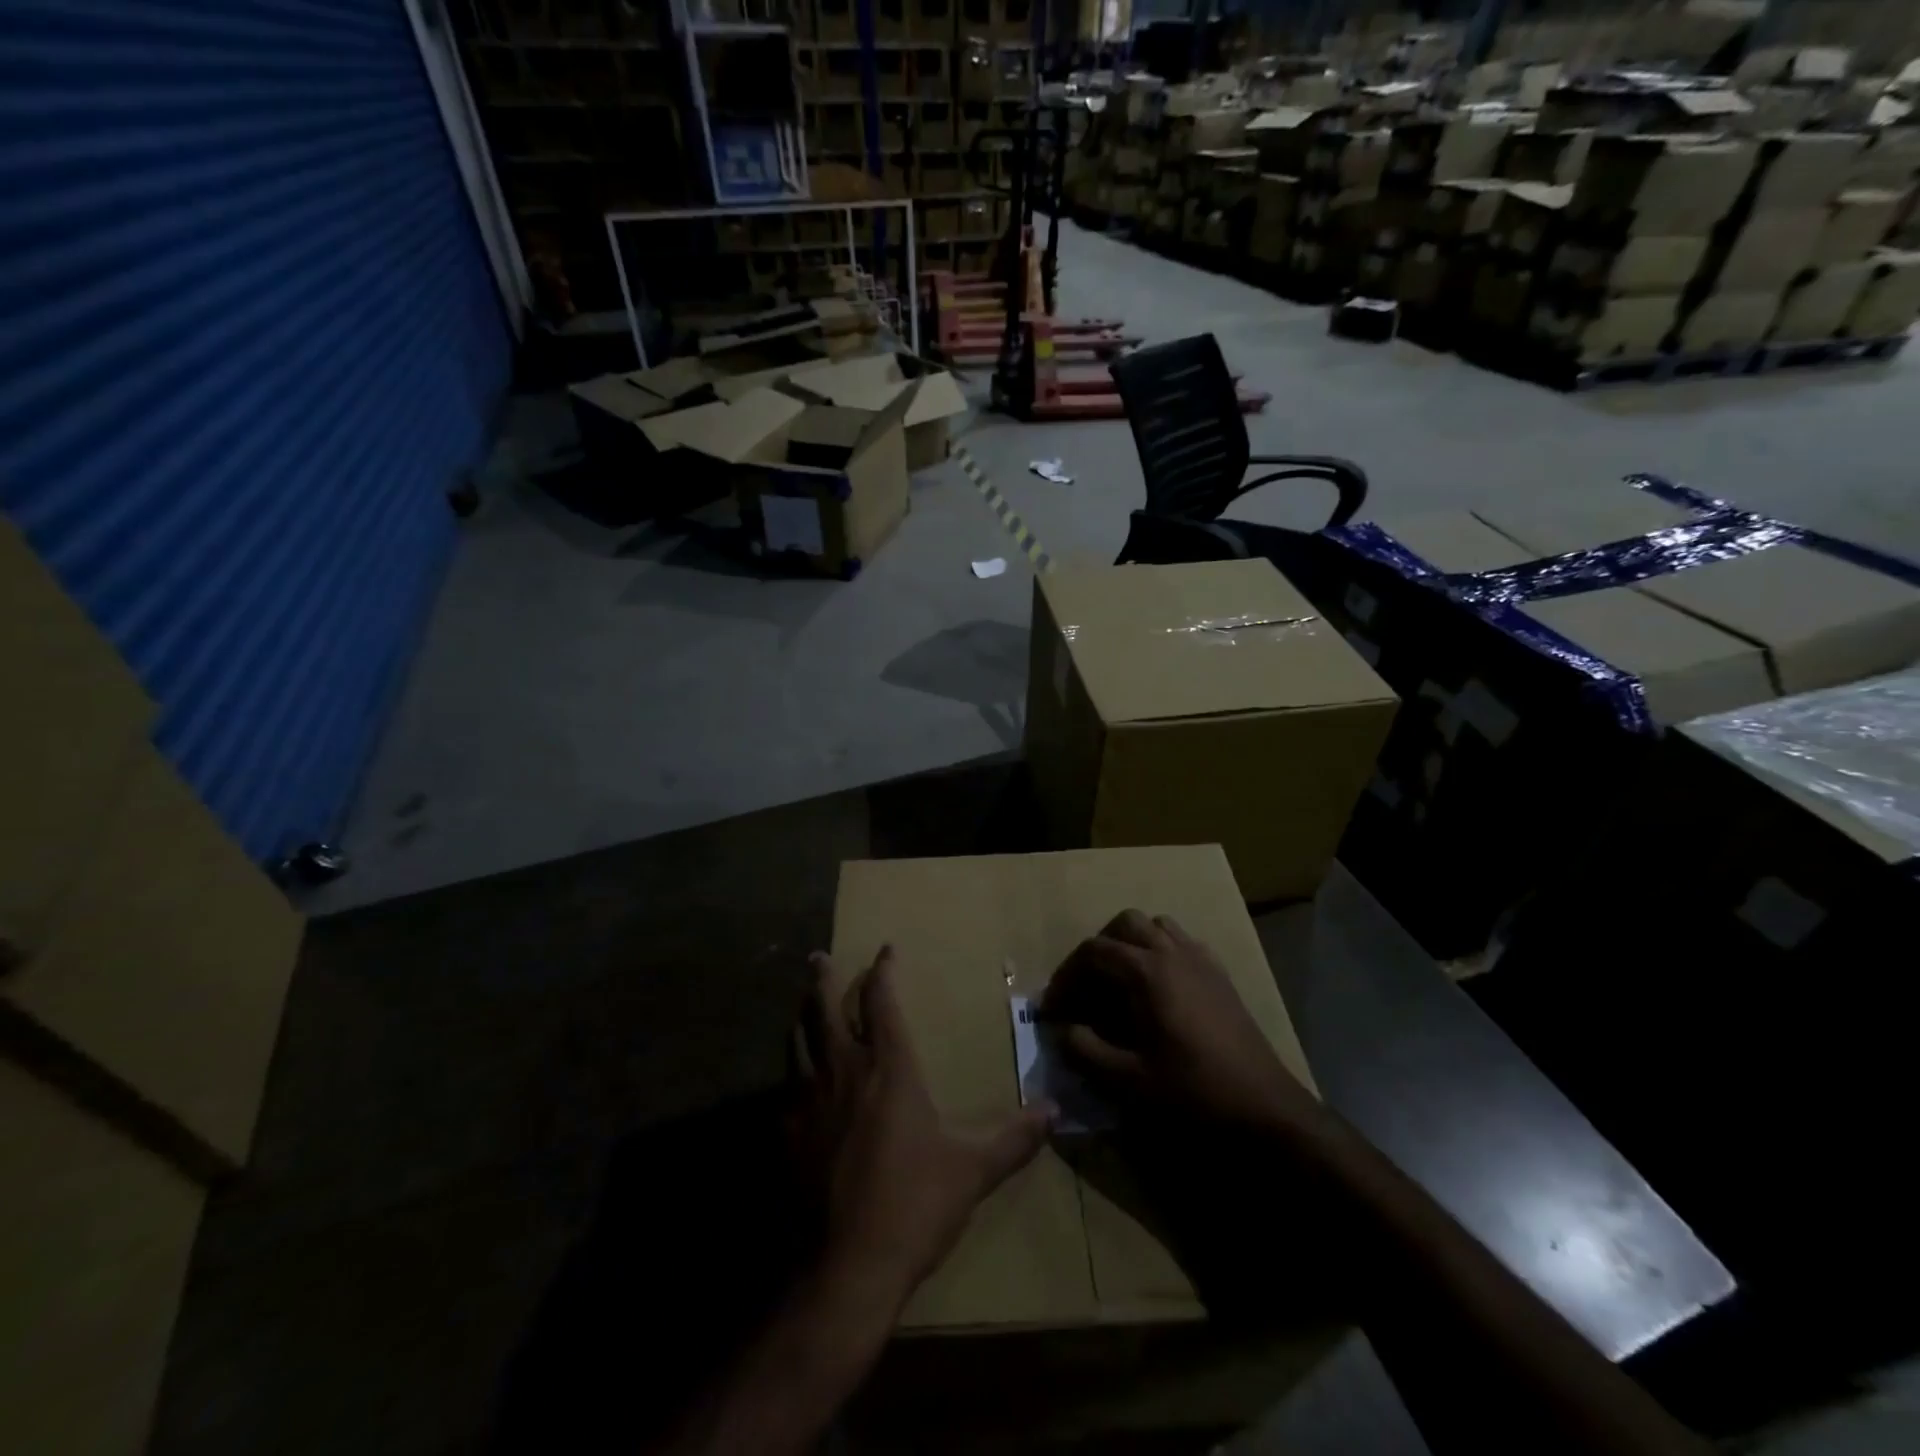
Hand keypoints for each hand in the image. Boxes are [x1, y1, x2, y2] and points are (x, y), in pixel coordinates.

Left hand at [795, 946, 1051, 1303]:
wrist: (846, 1266)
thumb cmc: (914, 1204)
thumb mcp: (973, 1170)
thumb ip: (1014, 1138)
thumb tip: (1054, 1112)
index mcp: (889, 1068)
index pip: (882, 1001)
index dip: (883, 971)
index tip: (885, 950)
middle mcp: (844, 1071)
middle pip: (824, 1008)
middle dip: (823, 977)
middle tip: (818, 956)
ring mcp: (809, 1100)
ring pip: (799, 1040)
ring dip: (802, 1017)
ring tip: (804, 1007)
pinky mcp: (787, 1134)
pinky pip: (786, 1086)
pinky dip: (793, 1070)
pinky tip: (796, 1081)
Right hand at [1041, 910, 1320, 1132]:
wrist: (1265, 1109)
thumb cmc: (1193, 1093)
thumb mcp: (1129, 1081)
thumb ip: (1087, 1051)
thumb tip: (1063, 1031)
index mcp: (1148, 972)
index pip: (1094, 951)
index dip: (1067, 975)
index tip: (1052, 1007)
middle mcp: (1173, 953)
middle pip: (1125, 924)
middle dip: (1099, 948)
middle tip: (1086, 986)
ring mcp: (1201, 960)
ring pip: (1157, 926)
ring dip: (1132, 944)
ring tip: (1120, 982)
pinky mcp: (1221, 976)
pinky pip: (1184, 943)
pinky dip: (1162, 952)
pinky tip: (1160, 990)